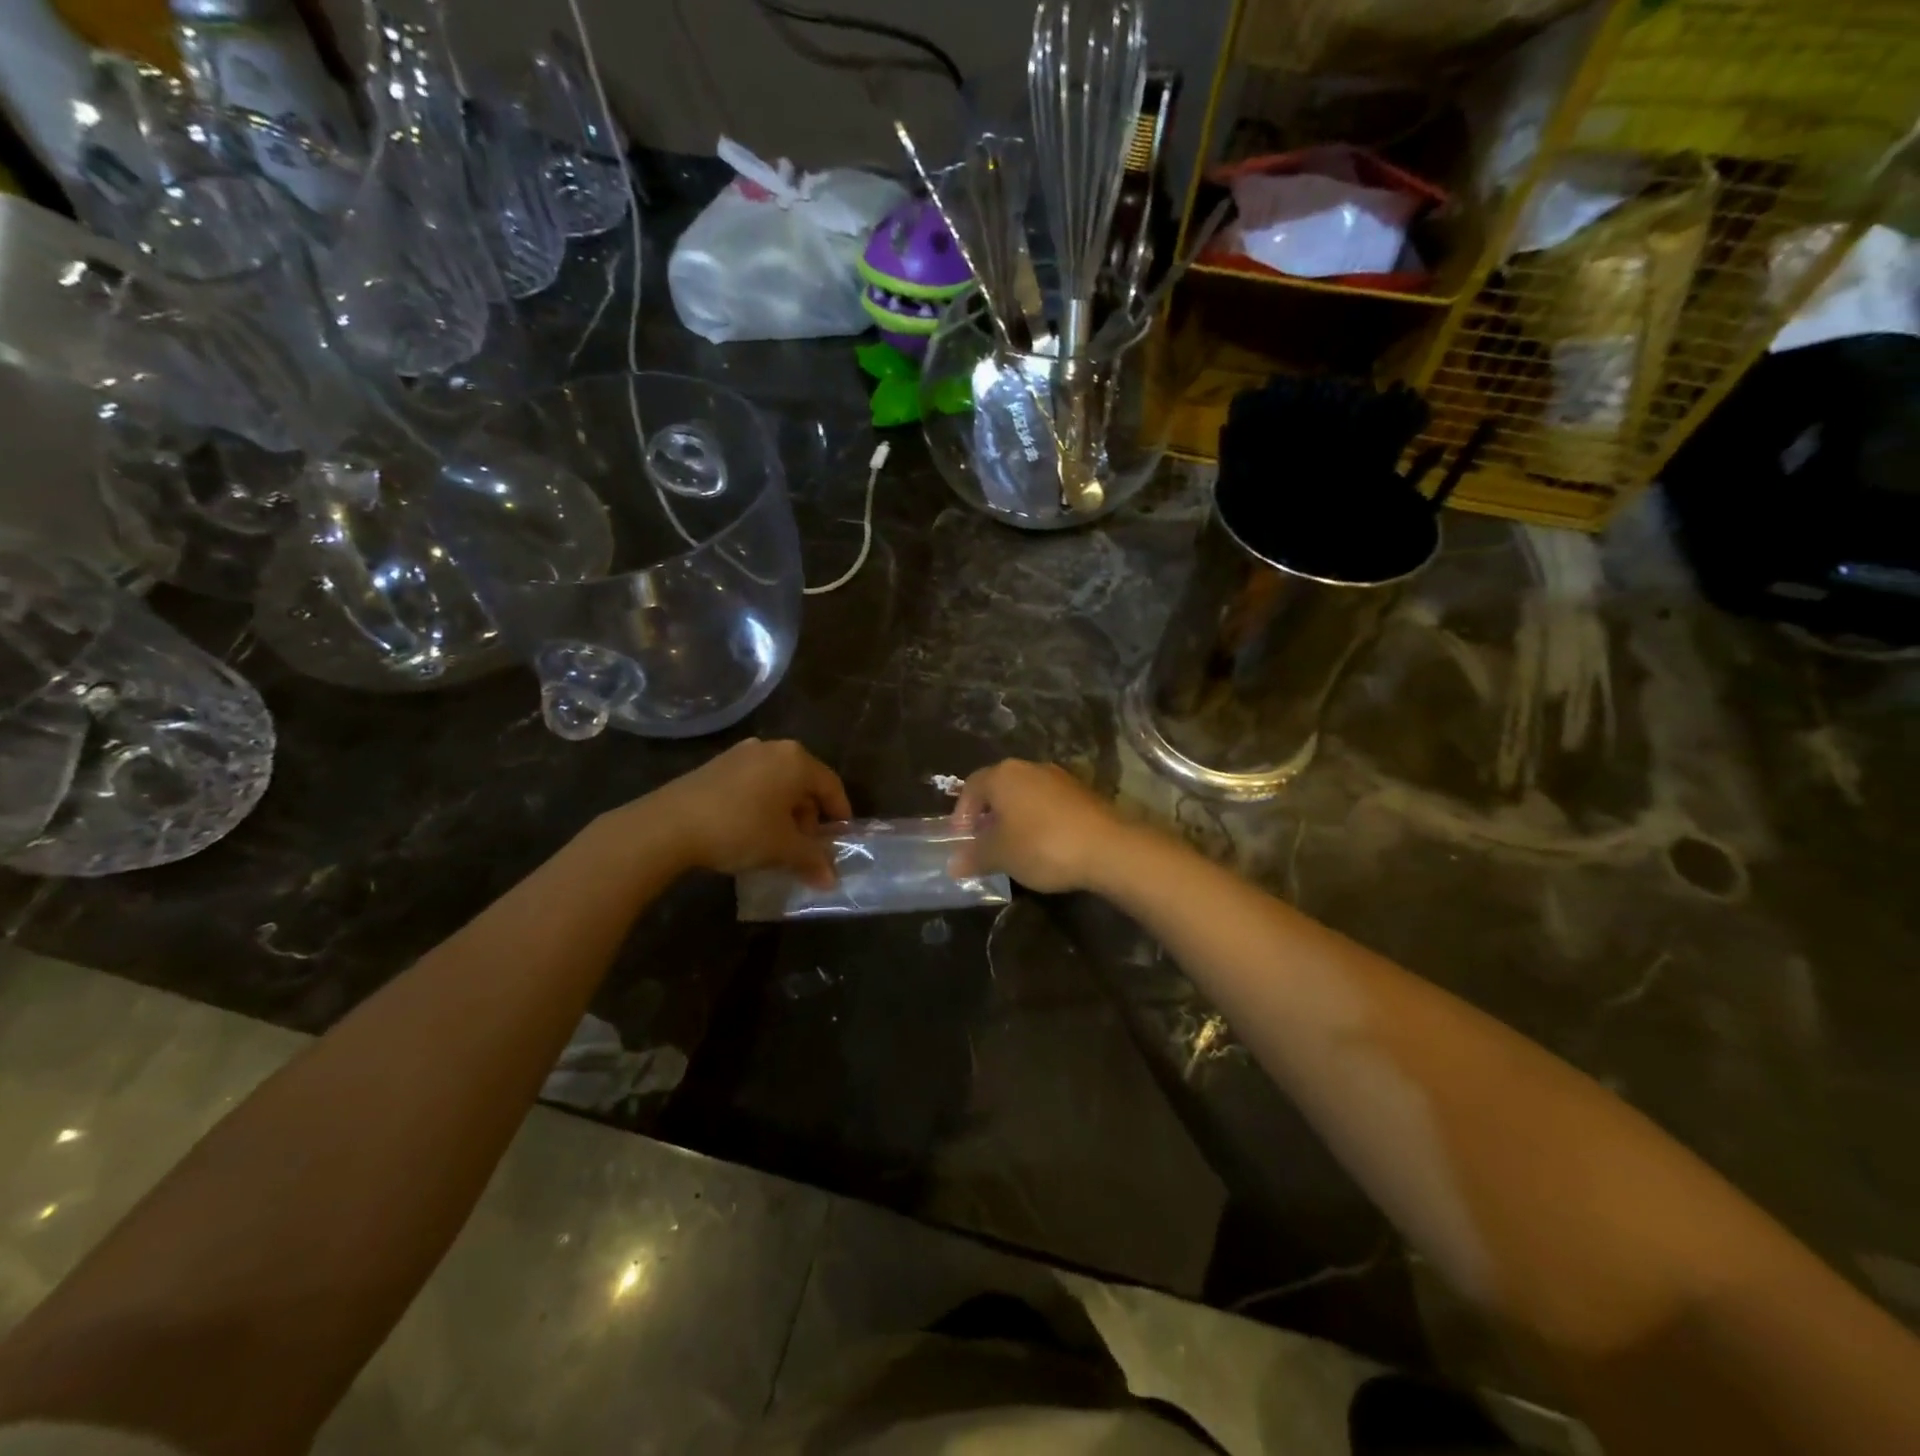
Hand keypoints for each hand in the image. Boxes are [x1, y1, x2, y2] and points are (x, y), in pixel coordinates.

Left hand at [633, 739, 851, 886]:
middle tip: (806, 847)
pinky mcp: (715, 765)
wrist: (668, 825)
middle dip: (810, 817)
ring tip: (777, 843)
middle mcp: (772, 748)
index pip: (831, 785)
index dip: (840, 815)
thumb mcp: (783, 849)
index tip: (840, 839)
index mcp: (796, 760)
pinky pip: (752, 784)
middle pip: (803, 783)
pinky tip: (750, 831)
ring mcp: (741, 754)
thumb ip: (812, 860)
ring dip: (784, 812)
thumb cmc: (740, 829)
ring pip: (777, 783)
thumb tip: (832, 879)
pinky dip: (760, 805)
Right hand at [950, 759, 1128, 894]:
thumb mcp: (1001, 855)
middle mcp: (1030, 767)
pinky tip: (1044, 846)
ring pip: (1026, 795)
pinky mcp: (1083, 793)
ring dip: (1015, 818)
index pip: (972, 786)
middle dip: (989, 815)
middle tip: (984, 843)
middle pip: (1000, 788)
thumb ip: (974, 856)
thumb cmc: (1042, 845)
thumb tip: (953, 864)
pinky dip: (1039, 821)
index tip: (961, 838)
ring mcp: (1060, 778)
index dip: (962, 813)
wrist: (1108, 848)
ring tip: (1013, 847)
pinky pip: (1049, 804)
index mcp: (1003, 775)